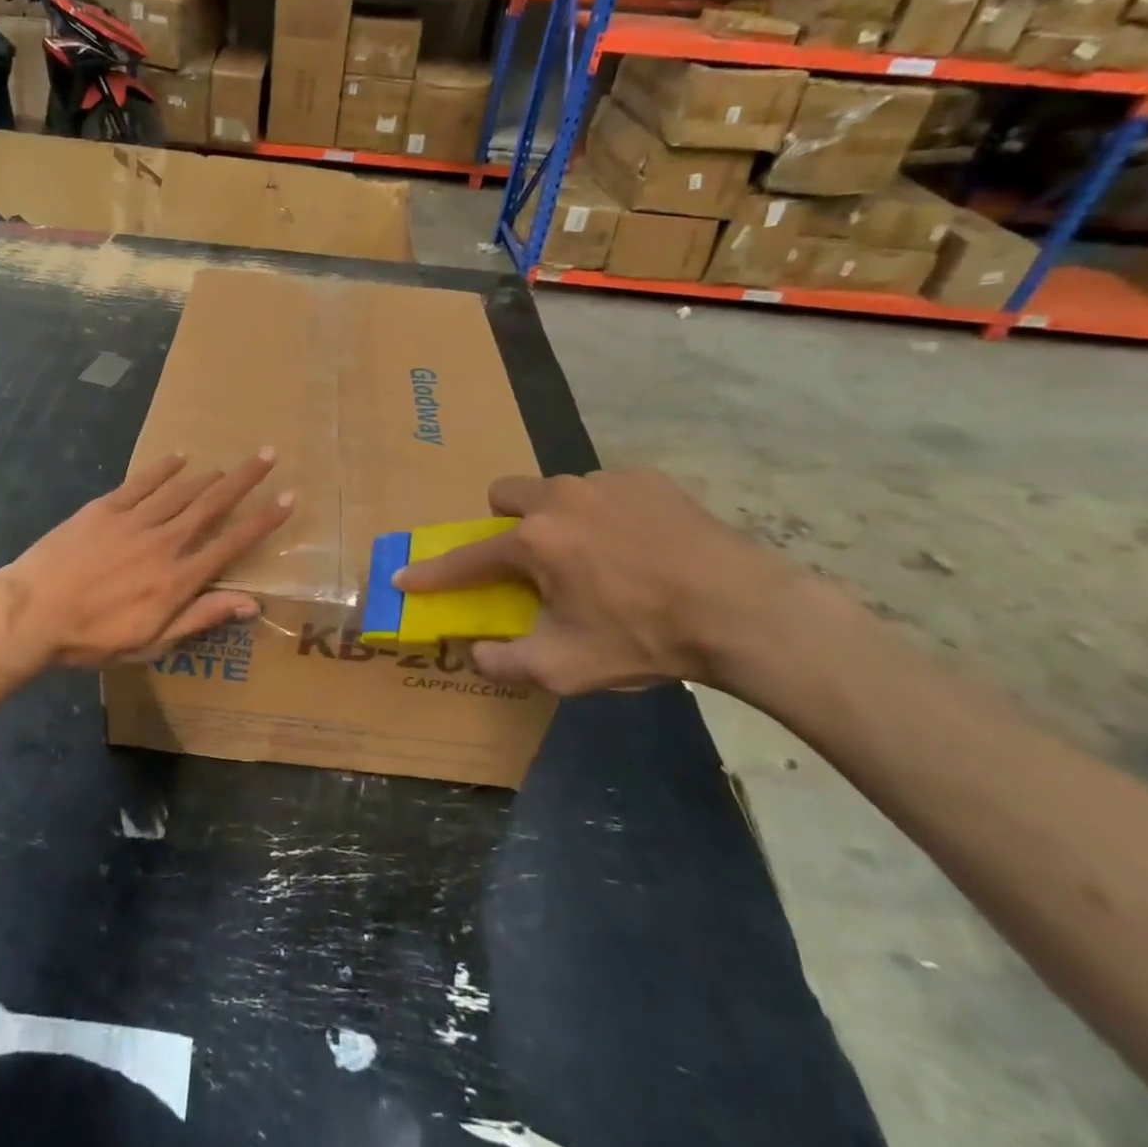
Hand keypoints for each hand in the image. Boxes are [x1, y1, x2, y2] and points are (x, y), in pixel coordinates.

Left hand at [0, 449, 294, 674]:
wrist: (32, 612)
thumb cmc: (93, 638)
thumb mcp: (152, 642)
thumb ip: (201, 617)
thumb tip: (252, 603)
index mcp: (178, 579)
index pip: (231, 544)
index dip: (263, 521)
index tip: (287, 499)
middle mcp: (164, 542)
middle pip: (212, 504)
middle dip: (244, 480)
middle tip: (268, 455)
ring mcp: (134, 521)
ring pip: (181, 490)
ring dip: (208, 475)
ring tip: (227, 465)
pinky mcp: (105, 508)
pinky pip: (141, 482)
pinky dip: (163, 468)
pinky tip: (180, 456)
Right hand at [391, 468, 799, 695]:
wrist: (743, 611)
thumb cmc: (644, 638)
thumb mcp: (566, 668)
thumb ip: (507, 662)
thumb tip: (475, 653)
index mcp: (534, 541)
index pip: (467, 557)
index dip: (432, 572)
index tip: (404, 574)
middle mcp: (560, 497)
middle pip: (506, 493)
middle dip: (505, 522)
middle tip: (531, 559)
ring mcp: (605, 481)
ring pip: (557, 490)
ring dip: (558, 518)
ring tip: (597, 556)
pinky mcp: (647, 478)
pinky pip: (605, 489)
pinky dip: (605, 513)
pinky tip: (639, 545)